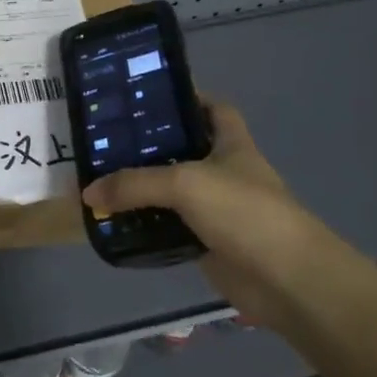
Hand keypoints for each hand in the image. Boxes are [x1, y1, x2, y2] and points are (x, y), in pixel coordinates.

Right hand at [80, 100, 354, 325]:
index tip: (145, 96)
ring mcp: (217, 209)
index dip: (186, 97)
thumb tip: (88, 192)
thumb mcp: (186, 184)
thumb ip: (135, 184)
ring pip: (172, 191)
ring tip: (100, 178)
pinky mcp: (207, 243)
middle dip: (148, 144)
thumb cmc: (245, 213)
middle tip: (105, 140)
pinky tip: (116, 221)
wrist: (287, 280)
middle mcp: (224, 172)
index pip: (212, 108)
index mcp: (231, 144)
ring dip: (142, 188)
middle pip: (183, 149)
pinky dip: (146, 226)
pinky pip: (169, 227)